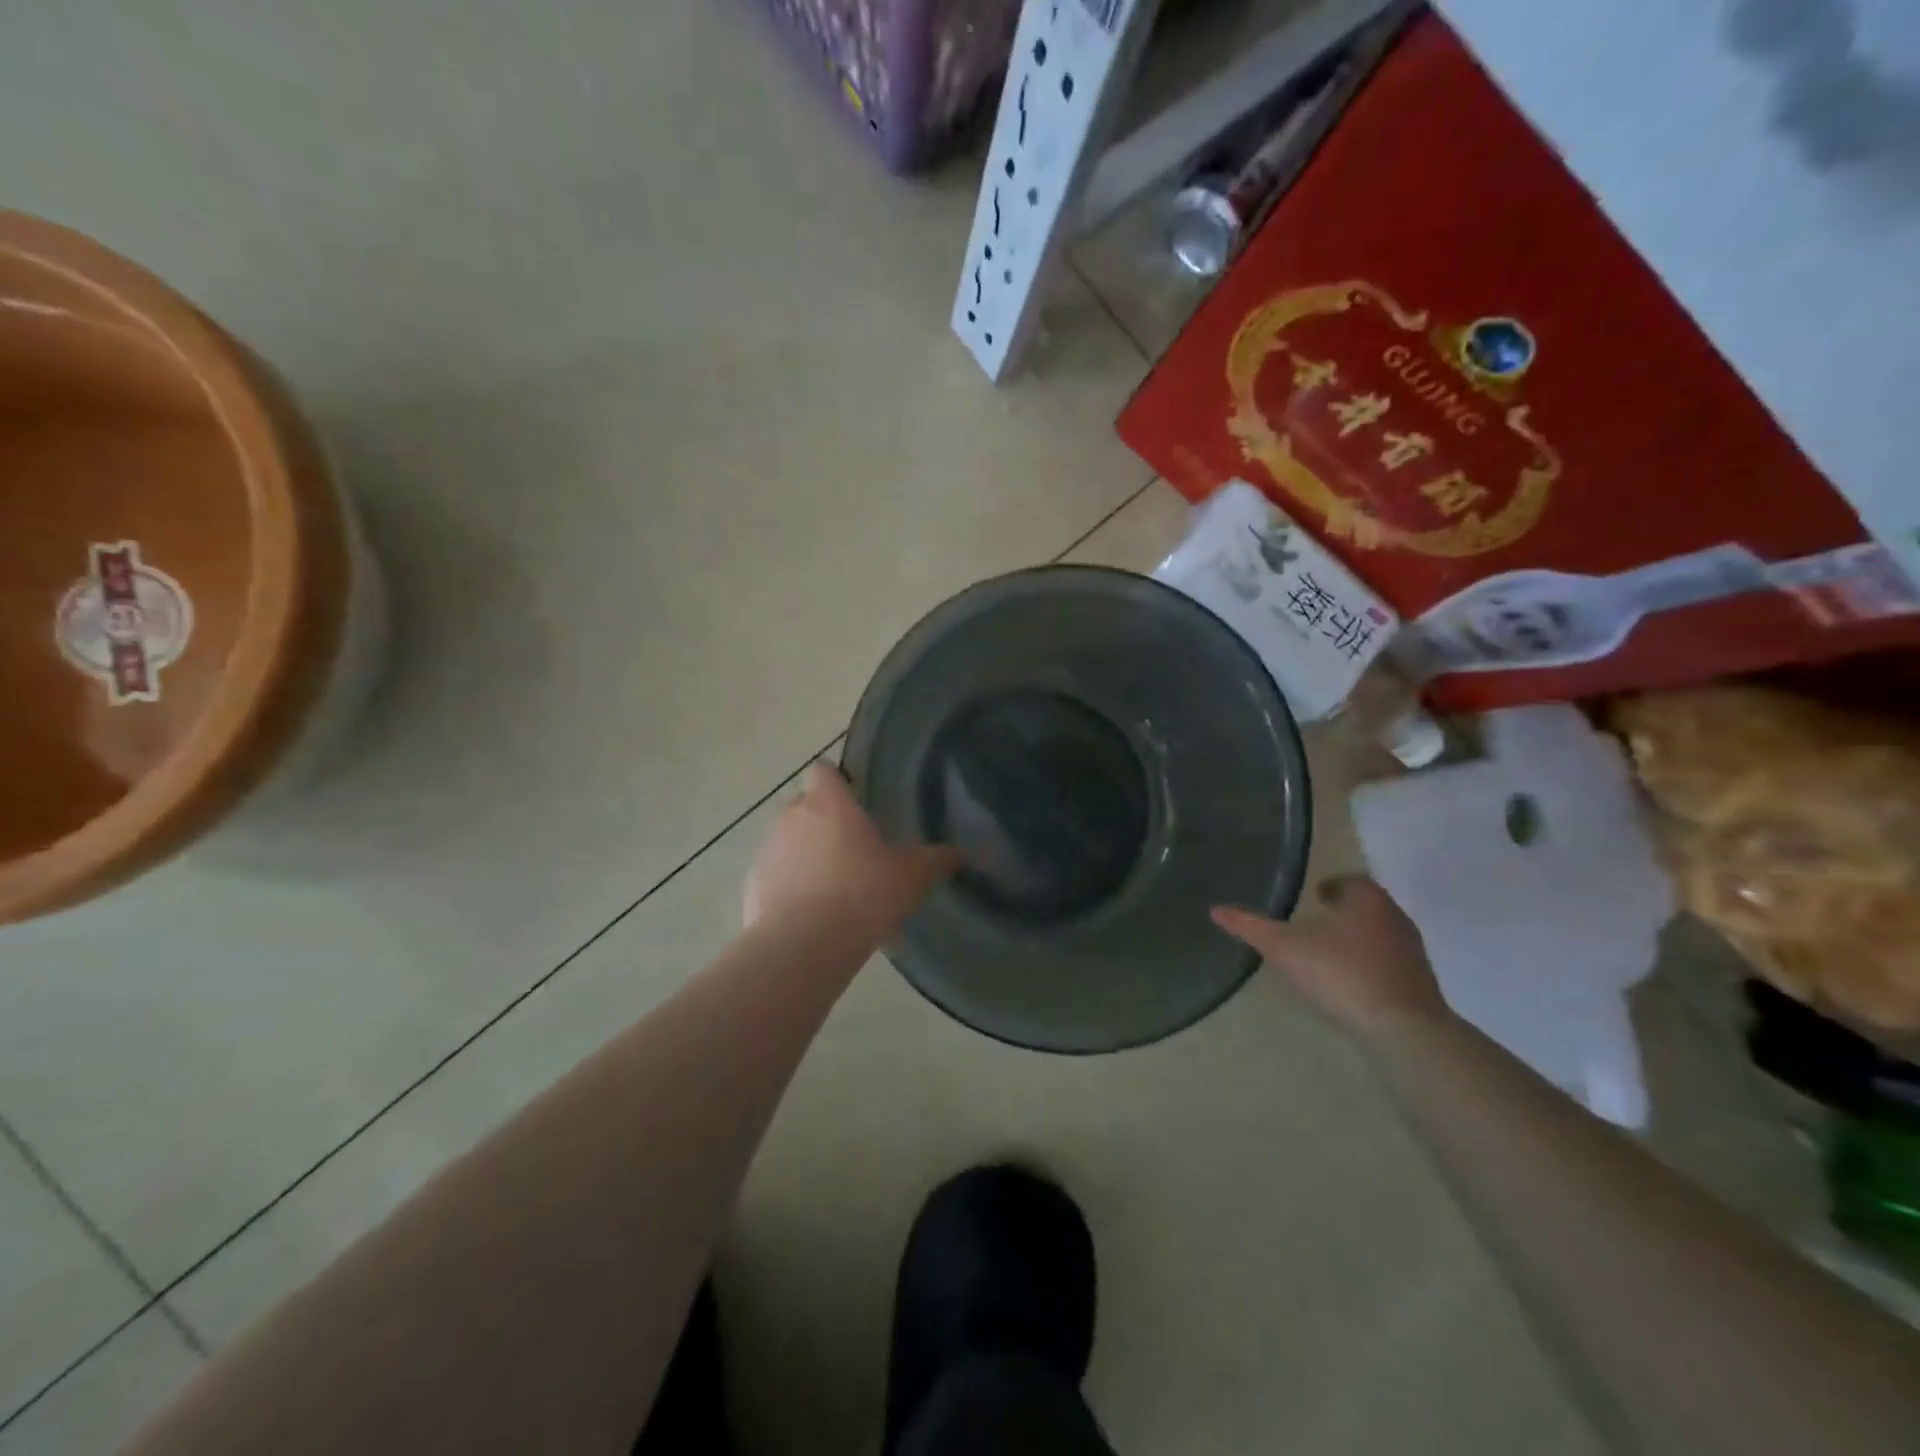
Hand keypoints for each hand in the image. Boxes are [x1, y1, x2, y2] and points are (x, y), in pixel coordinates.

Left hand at [745, 763, 958, 940]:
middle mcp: (792, 816)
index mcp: (829, 803)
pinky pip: (774, 876)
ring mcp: (767, 850)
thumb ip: (936, 859)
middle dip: (823, 821)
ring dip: (805, 855)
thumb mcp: (912, 877)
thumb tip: (961, 852)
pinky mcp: (752, 885)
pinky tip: (811, 915)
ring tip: (833, 888)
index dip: (837, 782)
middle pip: (804, 805)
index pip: (823, 770)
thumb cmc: (863, 895)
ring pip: (787, 841)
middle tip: (852, 850)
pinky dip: (788, 886)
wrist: (804, 946)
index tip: (854, 802)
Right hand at [1211, 877, 1449, 1038]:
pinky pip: (1390, 964)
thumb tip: (1215, 909)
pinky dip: (1370, 966)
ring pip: (1381, 935)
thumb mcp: (1285, 948)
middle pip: (1368, 906)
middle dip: (1344, 912)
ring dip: (1358, 939)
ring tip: (1328, 954)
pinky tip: (1350, 983)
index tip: (1314, 896)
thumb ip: (1251, 927)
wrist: (1403, 1031)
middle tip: (1315, 922)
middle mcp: (1394, 917)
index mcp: (1366, 899)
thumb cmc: (1341, 973)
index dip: (1331, 886)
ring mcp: (1412, 952)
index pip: (1350, 880)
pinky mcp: (1420, 985)